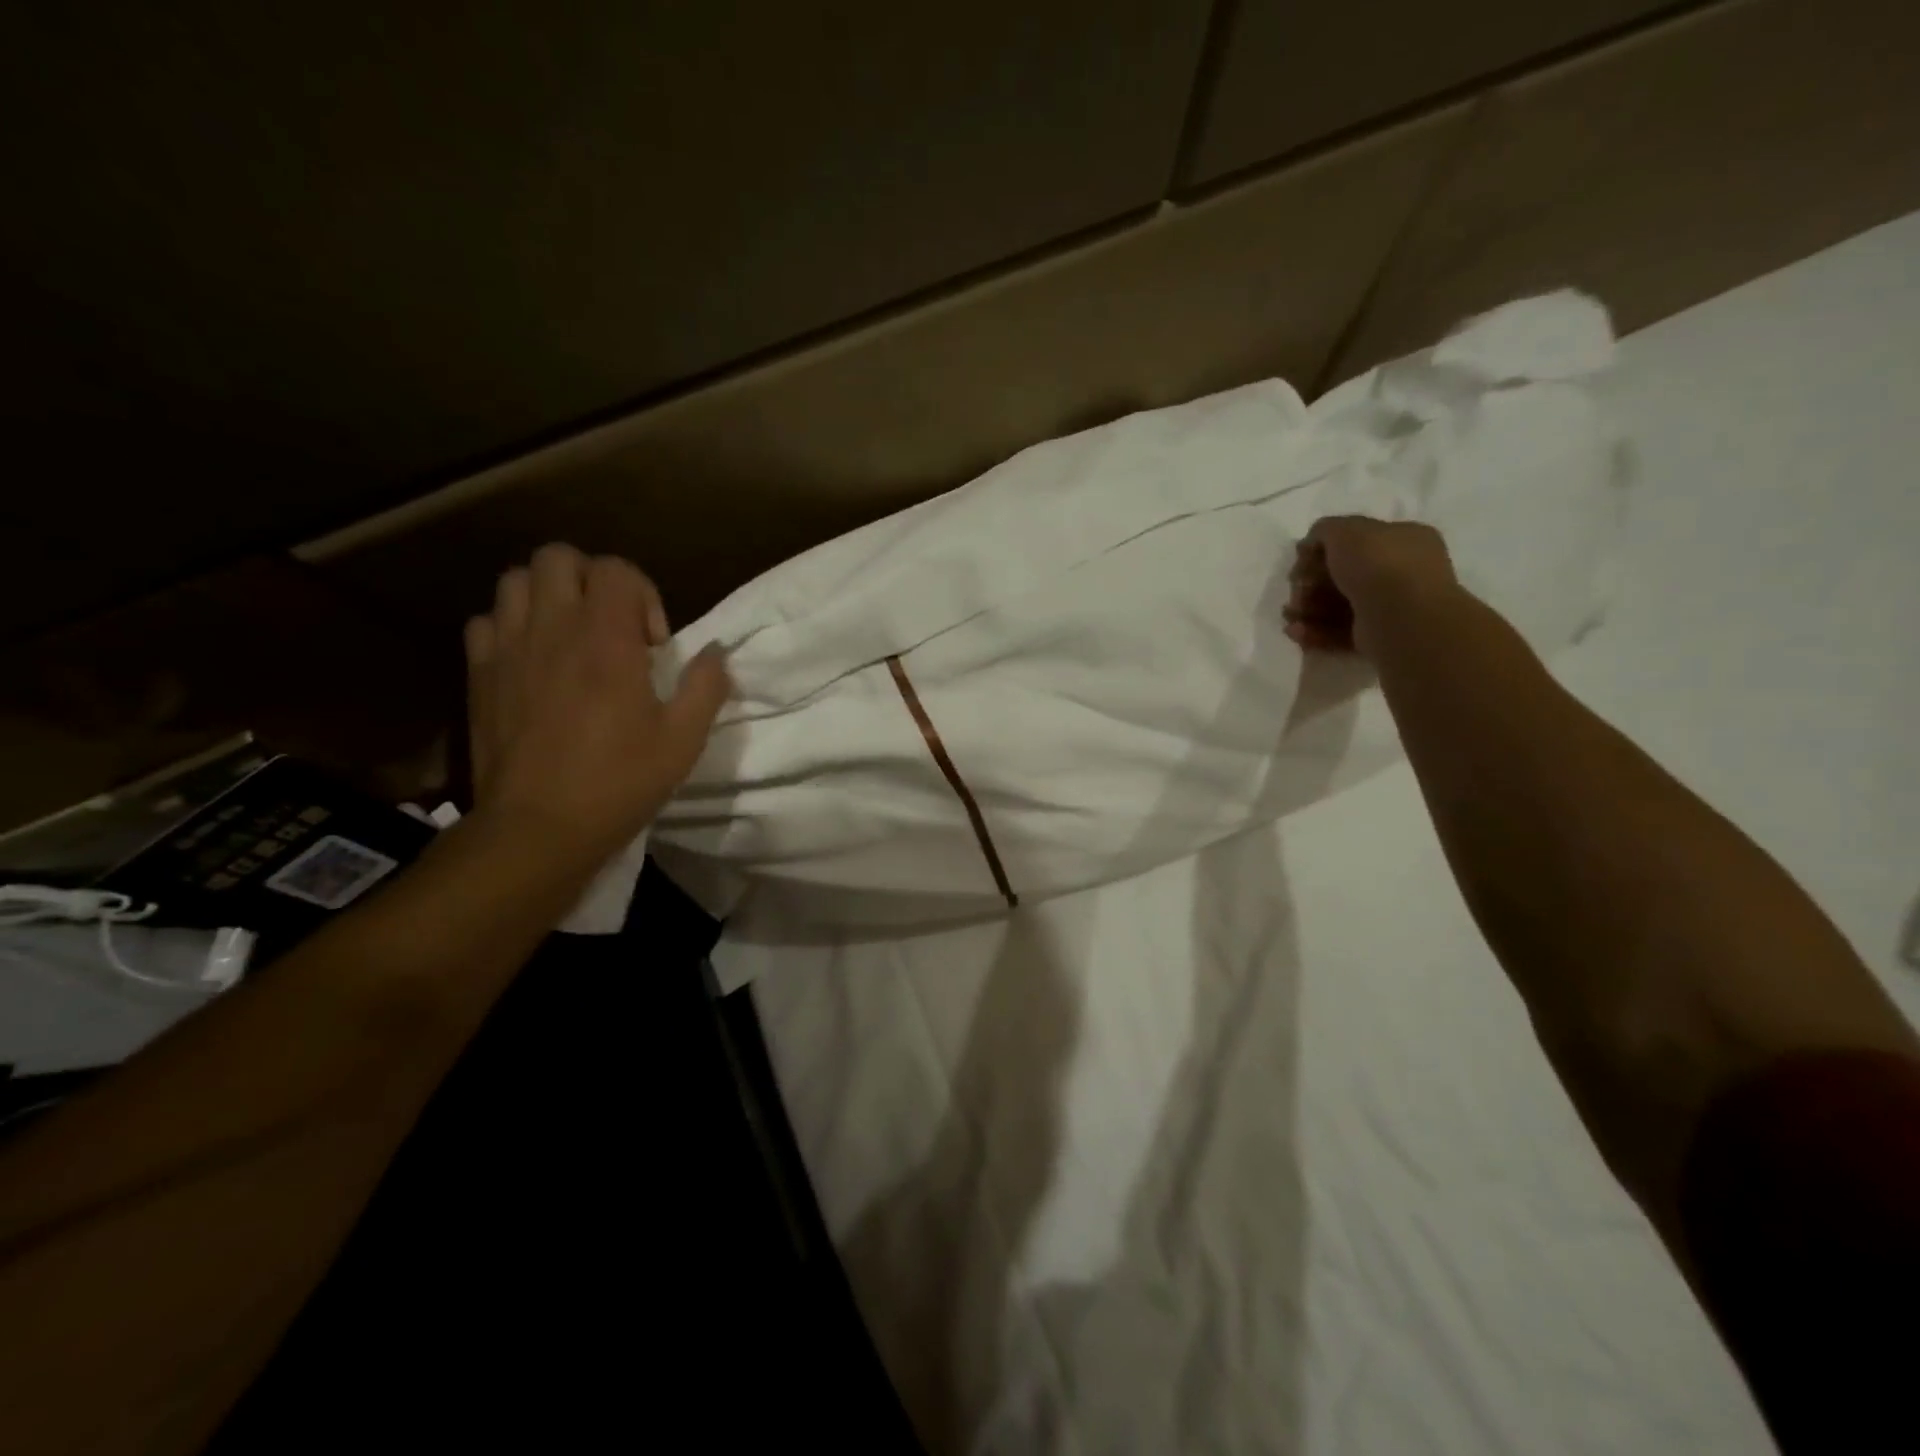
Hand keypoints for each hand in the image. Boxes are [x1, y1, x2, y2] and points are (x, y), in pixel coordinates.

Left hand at [463, 544, 729, 860]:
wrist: (538, 828)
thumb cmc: (619, 782)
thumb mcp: (683, 740)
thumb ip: (706, 686)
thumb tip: (716, 651)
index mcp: (606, 639)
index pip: (616, 569)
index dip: (643, 594)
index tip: (652, 644)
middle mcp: (553, 628)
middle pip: (559, 558)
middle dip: (591, 580)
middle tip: (611, 627)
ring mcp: (508, 648)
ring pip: (515, 580)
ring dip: (549, 596)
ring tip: (570, 637)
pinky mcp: (479, 674)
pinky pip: (486, 622)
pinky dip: (511, 627)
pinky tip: (532, 662)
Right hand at [1283, 516, 1457, 657]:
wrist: (1401, 616)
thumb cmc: (1377, 564)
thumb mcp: (1345, 530)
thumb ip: (1325, 530)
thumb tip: (1312, 544)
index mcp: (1402, 539)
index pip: (1355, 541)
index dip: (1321, 550)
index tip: (1300, 559)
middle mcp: (1400, 571)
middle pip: (1342, 575)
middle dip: (1310, 583)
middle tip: (1297, 589)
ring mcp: (1389, 606)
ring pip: (1337, 605)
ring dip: (1307, 609)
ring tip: (1291, 616)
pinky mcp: (1376, 637)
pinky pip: (1339, 631)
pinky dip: (1315, 631)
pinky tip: (1296, 631)